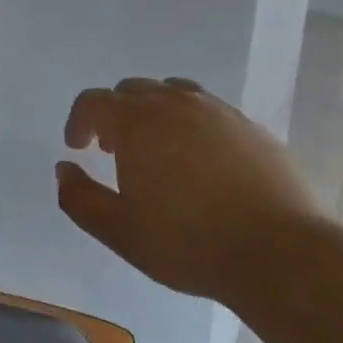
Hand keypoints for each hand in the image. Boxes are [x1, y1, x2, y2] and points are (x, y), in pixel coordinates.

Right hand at [55, 78, 317, 302]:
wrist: (278, 252)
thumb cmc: (189, 243)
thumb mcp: (121, 232)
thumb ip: (80, 199)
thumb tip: (64, 169)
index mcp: (137, 122)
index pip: (93, 102)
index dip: (79, 122)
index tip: (79, 148)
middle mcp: (174, 103)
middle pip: (132, 91)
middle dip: (115, 115)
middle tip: (115, 151)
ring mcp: (217, 110)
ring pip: (172, 93)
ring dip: (153, 113)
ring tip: (157, 150)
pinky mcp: (249, 125)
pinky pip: (207, 110)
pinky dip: (190, 123)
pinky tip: (200, 161)